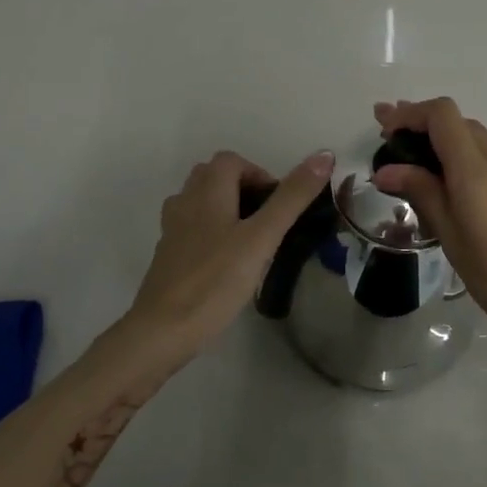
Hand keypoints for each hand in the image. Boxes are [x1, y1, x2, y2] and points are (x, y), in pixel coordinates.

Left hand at [118, 148, 333, 365]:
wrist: (162, 331)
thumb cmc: (215, 280)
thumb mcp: (261, 238)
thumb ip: (291, 198)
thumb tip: (323, 156)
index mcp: (206, 191)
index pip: (231, 161)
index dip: (258, 173)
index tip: (278, 205)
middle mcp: (185, 202)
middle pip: (212, 177)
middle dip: (242, 188)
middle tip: (268, 220)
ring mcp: (172, 230)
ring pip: (200, 202)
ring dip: (226, 208)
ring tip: (251, 238)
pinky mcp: (168, 256)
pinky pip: (192, 228)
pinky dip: (212, 232)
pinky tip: (227, 261)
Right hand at [372, 98, 486, 350]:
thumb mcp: (452, 238)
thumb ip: (422, 193)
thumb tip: (387, 169)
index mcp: (478, 171)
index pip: (443, 116)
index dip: (410, 113)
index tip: (385, 126)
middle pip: (460, 123)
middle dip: (423, 124)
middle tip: (389, 139)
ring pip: (477, 140)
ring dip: (444, 141)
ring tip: (413, 161)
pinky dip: (465, 159)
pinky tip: (450, 183)